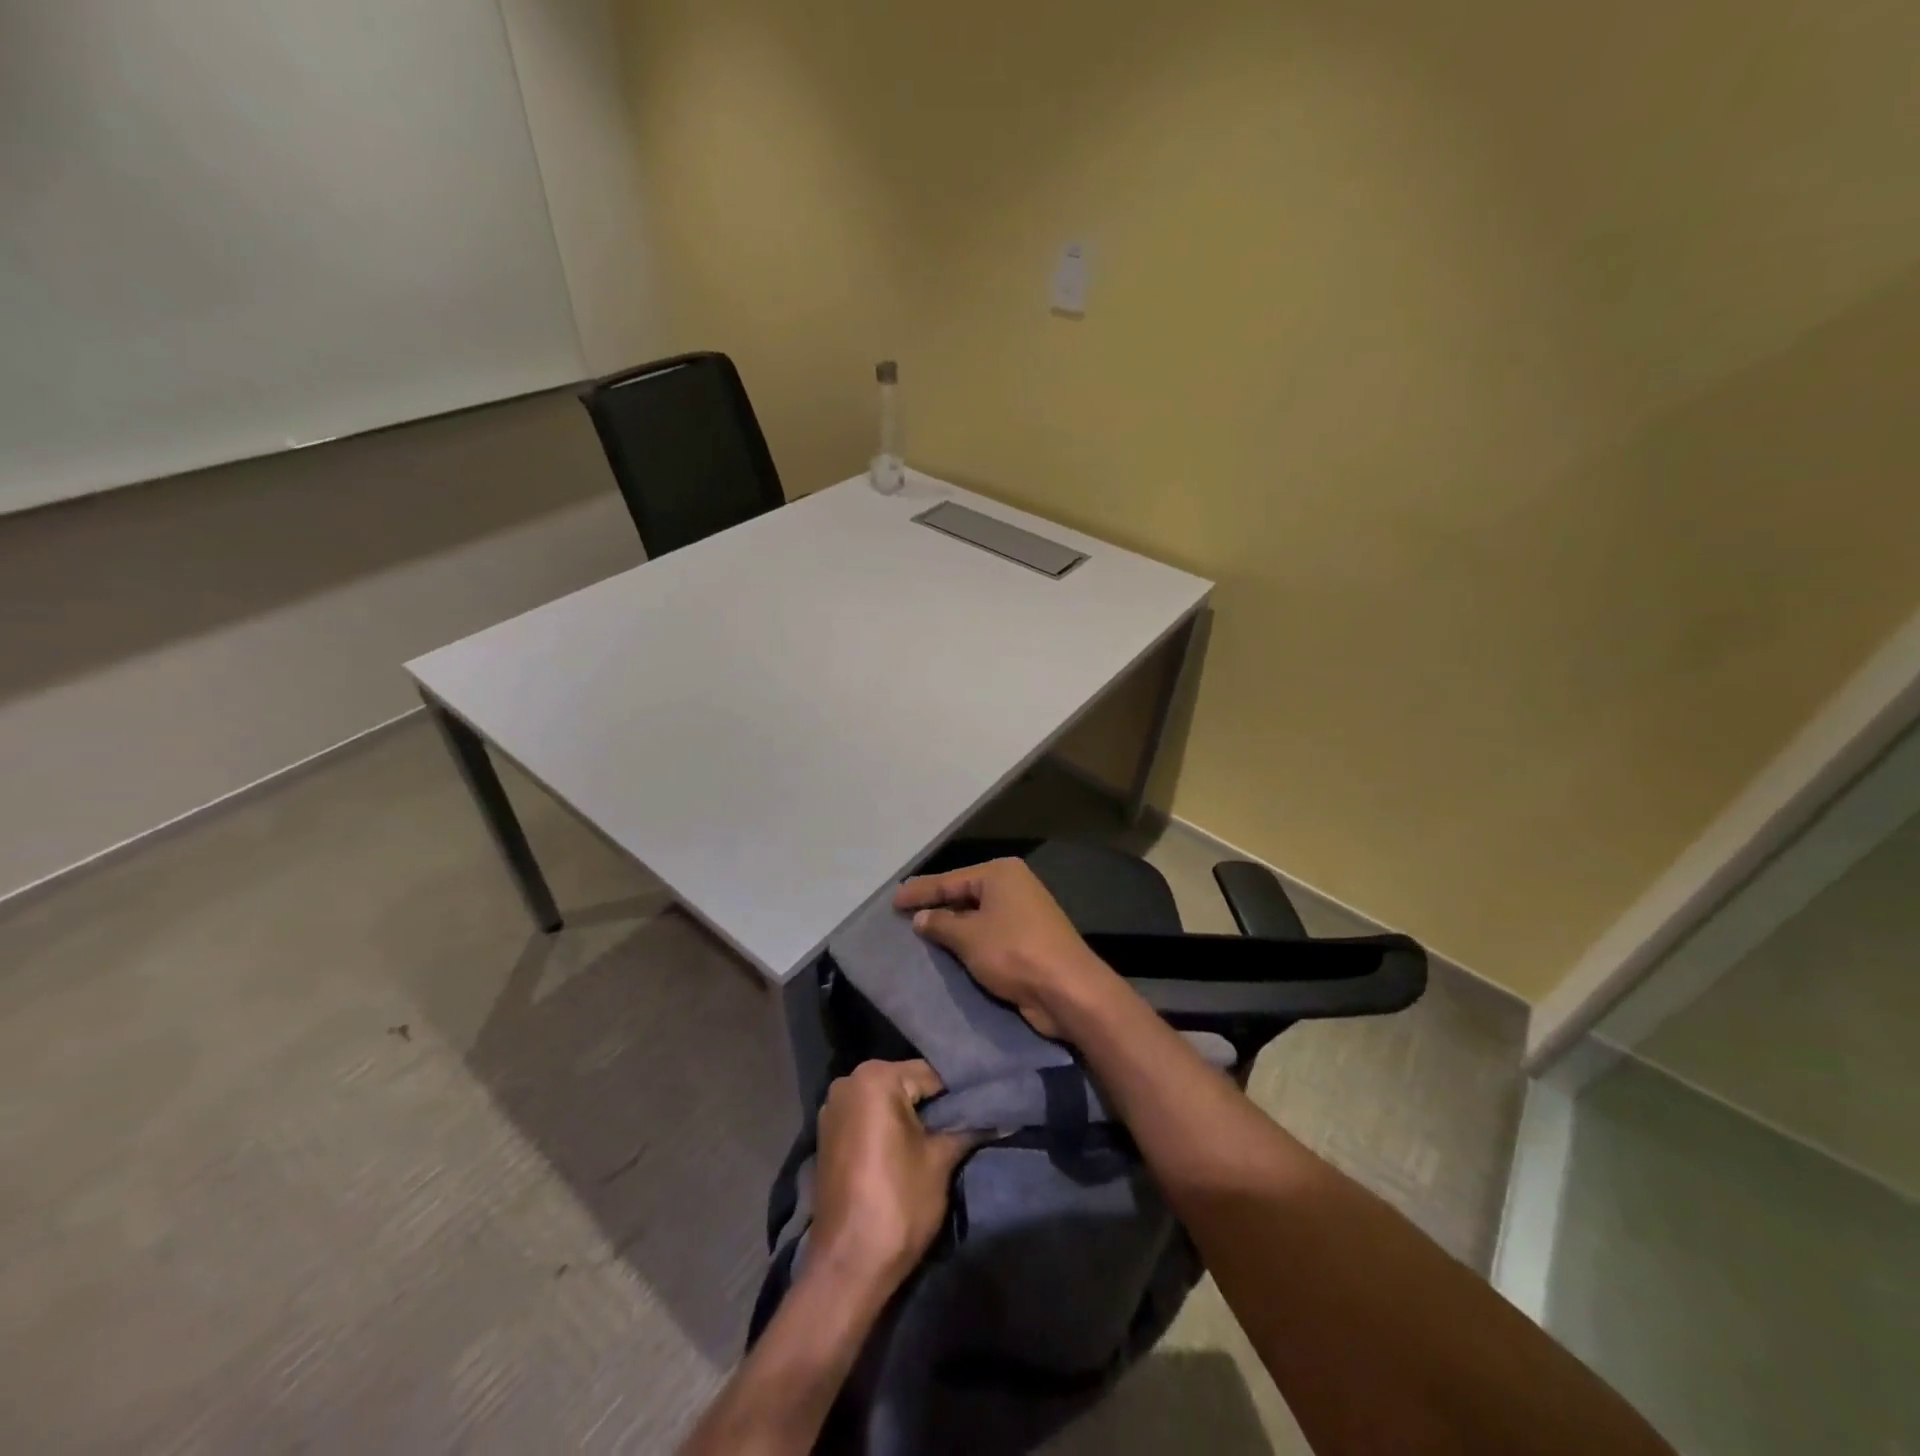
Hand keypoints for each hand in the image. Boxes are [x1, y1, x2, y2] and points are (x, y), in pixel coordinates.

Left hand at [810, 1060, 973, 1294]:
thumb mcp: (940, 1161)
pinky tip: (909, 1148)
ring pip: (886, 1102)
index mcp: (875, 1078)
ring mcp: (833, 1108)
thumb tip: (1003, 1116)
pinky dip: (888, 1129)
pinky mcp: (828, 1135)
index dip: (959, 1094)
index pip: (930, 1074)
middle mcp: (849, 1082)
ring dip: (911, 1117)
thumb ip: (968, 1129)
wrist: (848, 1265)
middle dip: (934, 1105)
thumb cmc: (898, 1203)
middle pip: (906, 1085)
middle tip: (965, 1125)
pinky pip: (868, 1119)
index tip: (982, 1109)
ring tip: (942, 1138)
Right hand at [893, 859, 1116, 1039]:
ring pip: (977, 916)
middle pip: (964, 894)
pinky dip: (969, 941)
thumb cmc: (1014, 953)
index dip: (920, 891)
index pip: (950, 880)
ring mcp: (1024, 913)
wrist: (1068, 990)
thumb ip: (941, 924)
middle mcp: (1013, 886)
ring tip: (920, 933)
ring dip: (952, 926)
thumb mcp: (969, 937)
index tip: (893, 900)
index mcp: (1000, 874)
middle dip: (936, 906)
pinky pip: (989, 935)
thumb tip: (921, 917)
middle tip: (903, 914)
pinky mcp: (1028, 939)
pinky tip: (949, 951)